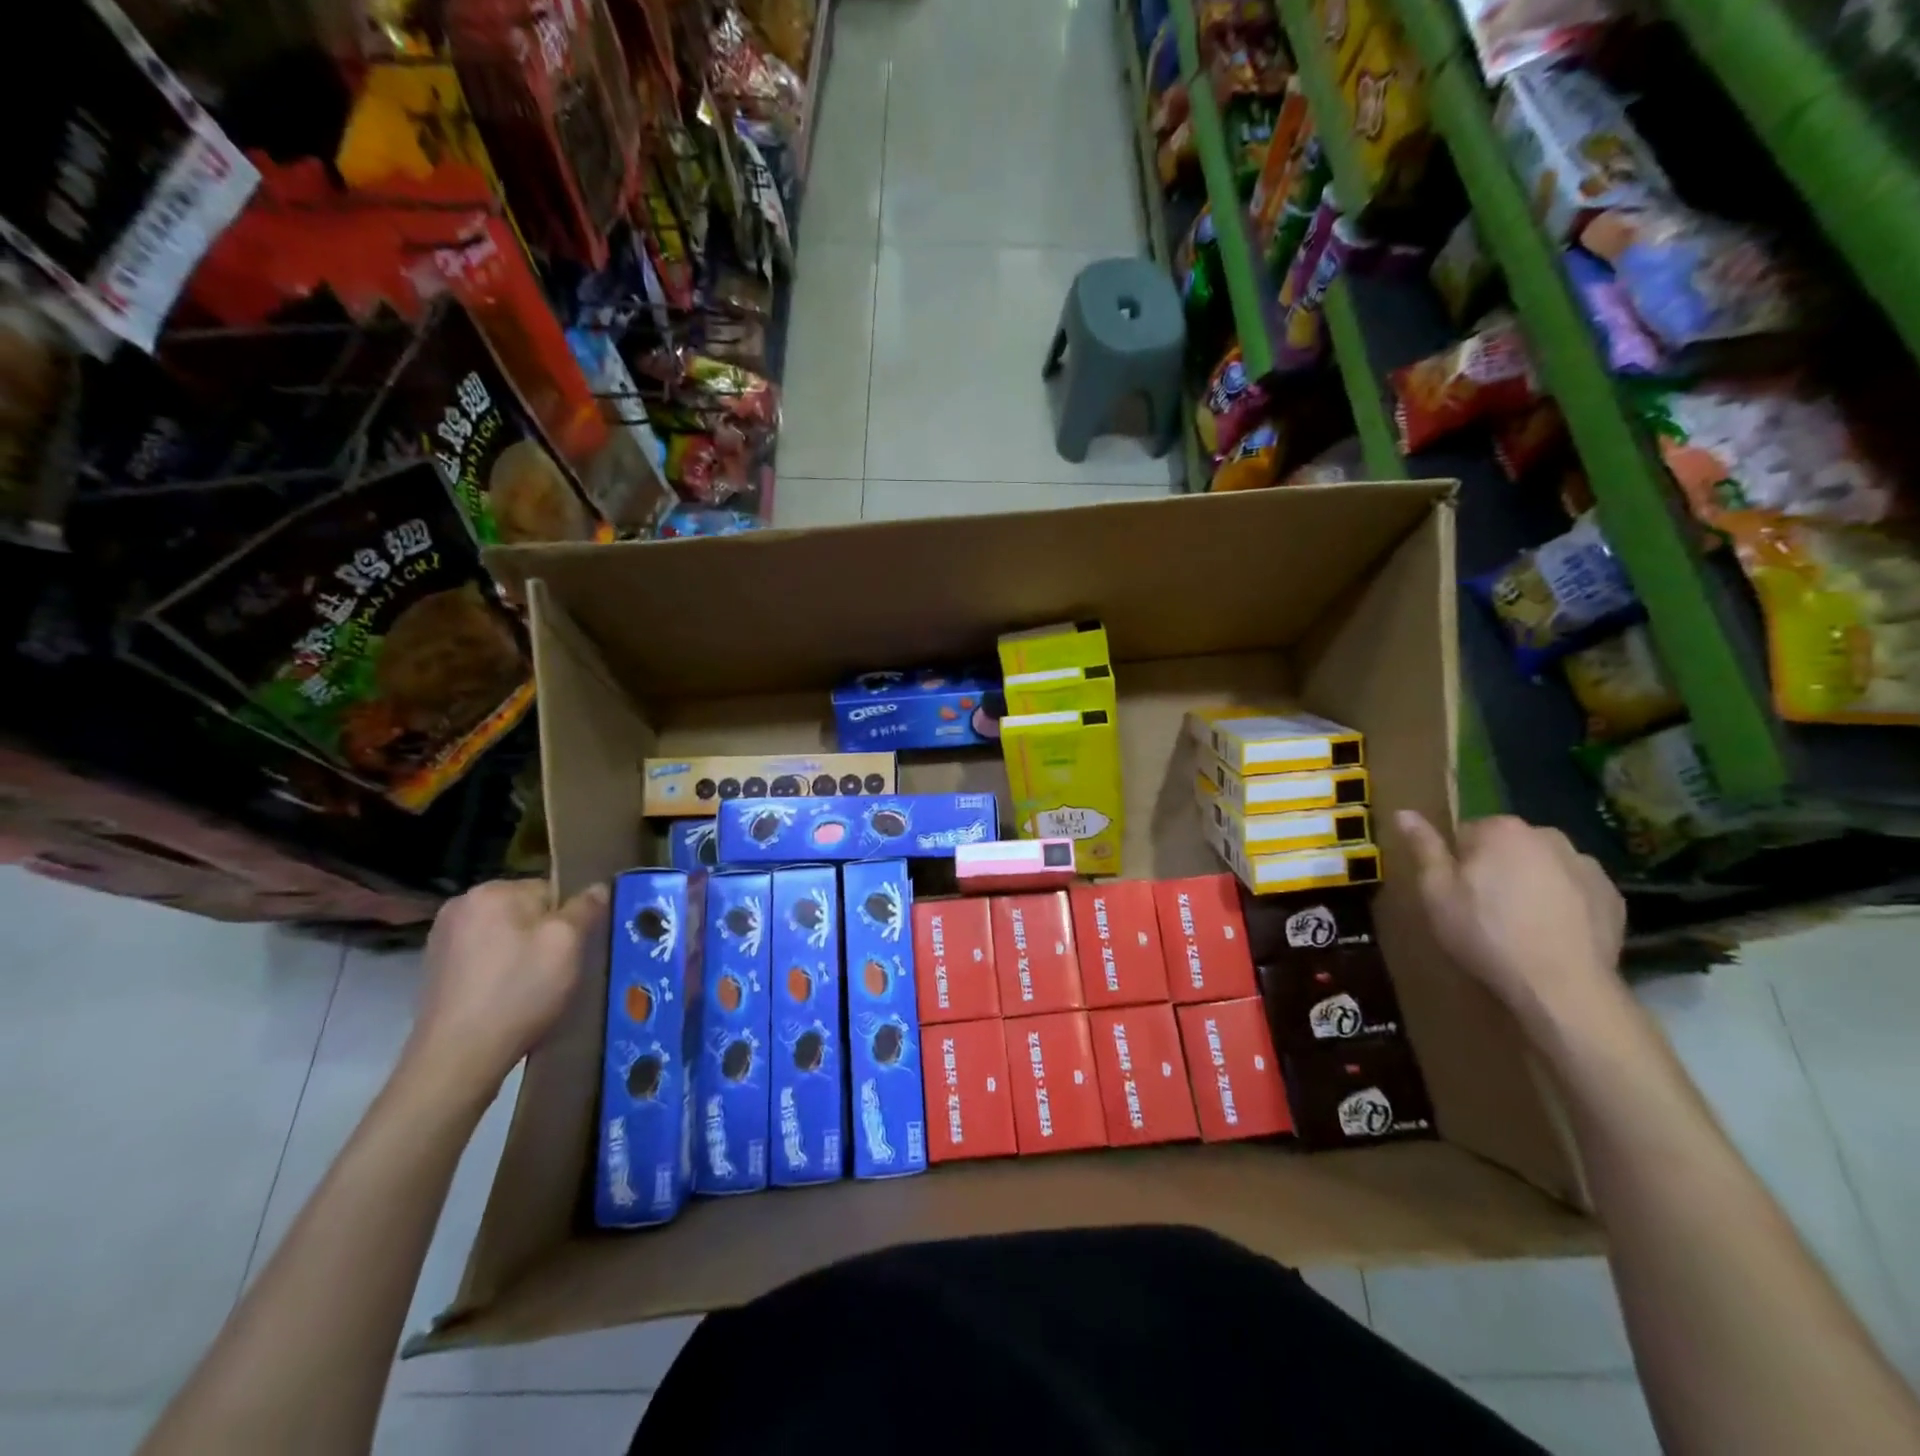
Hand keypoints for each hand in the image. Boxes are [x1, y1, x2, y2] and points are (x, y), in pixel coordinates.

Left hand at [401, 879, 608, 1103]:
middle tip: (556, 971)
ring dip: (522, 953)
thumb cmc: (519, 992)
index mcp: (492, 891)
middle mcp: (461, 905)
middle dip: (544, 935)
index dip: (570, 919)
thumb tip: (599, 887)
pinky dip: (499, 971)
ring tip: (532, 988)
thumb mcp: (568, 944)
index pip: (551, 889)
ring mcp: (442, 938)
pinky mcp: (434, 969)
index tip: (574, 950)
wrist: (457, 1059)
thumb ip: (586, 908)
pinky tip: (506, 997)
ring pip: (505, 934)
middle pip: (526, 910)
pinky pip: (484, 956)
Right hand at [1396, 811, 1625, 1037]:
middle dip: (1496, 869)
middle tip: (1483, 910)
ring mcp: (1587, 866)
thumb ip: (1424, 848)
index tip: (1456, 893)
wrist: (1562, 986)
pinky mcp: (1613, 897)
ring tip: (1520, 925)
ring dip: (1531, 884)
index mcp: (1502, 830)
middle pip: (1508, 847)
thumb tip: (1404, 812)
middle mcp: (1548, 836)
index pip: (1466, 833)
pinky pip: (1575, 891)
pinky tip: (1551, 933)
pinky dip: (1563, 904)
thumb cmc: (1485, 932)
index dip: (1456, 864)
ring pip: (1543, 867)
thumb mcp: (1436, 891)